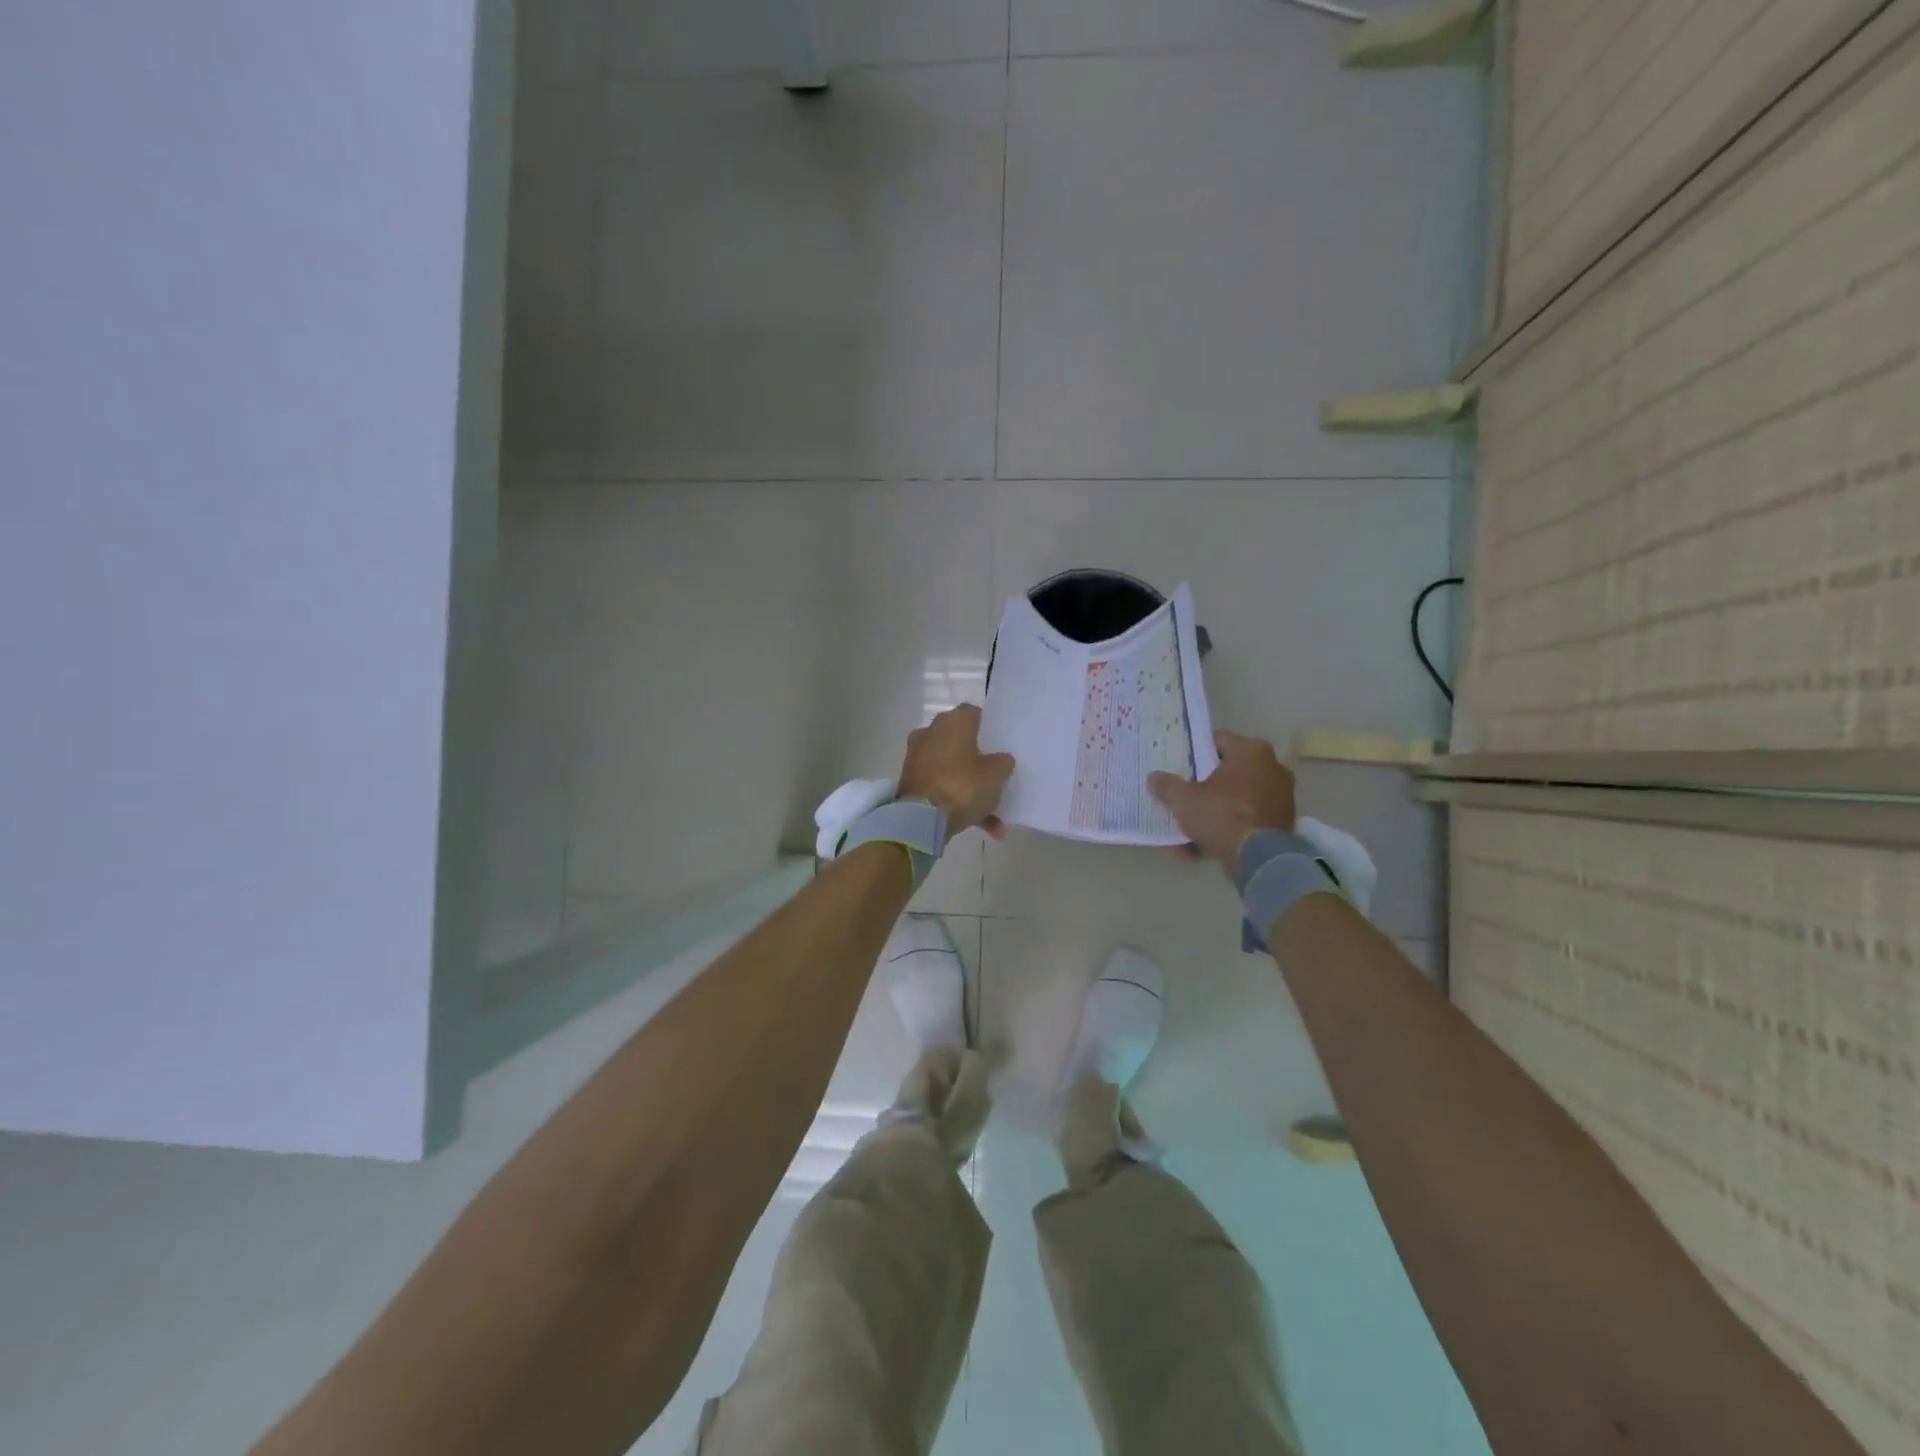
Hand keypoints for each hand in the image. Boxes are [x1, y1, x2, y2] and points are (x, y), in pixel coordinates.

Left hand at [897, 704, 1015, 839]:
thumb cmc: (963, 786)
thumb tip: (1001, 759)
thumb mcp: (997, 775)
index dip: (987, 727)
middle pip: (960, 741)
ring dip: (969, 787)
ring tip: (992, 814)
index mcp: (953, 722)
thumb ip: (1003, 762)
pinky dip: (956, 801)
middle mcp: (931, 732)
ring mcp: (917, 757)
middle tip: (994, 774)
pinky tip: (978, 825)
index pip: (973, 713)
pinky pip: (940, 786)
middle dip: (977, 759)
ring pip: (951, 768)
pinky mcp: (909, 780)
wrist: (921, 819)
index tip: (999, 744)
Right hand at [1149, 729, 1297, 876]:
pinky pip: (1247, 820)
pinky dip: (1227, 830)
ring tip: (1186, 831)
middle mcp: (1272, 767)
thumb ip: (1166, 785)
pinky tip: (1200, 848)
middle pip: (1227, 772)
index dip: (1194, 752)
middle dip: (1203, 787)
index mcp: (1250, 750)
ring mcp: (1281, 796)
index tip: (1178, 767)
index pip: (1216, 741)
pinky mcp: (1283, 822)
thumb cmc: (1221, 814)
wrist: (1260, 858)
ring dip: (1212, 813)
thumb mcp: (1182, 799)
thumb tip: (1154, 777)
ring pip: (1236, 800)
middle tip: (1182, 798)